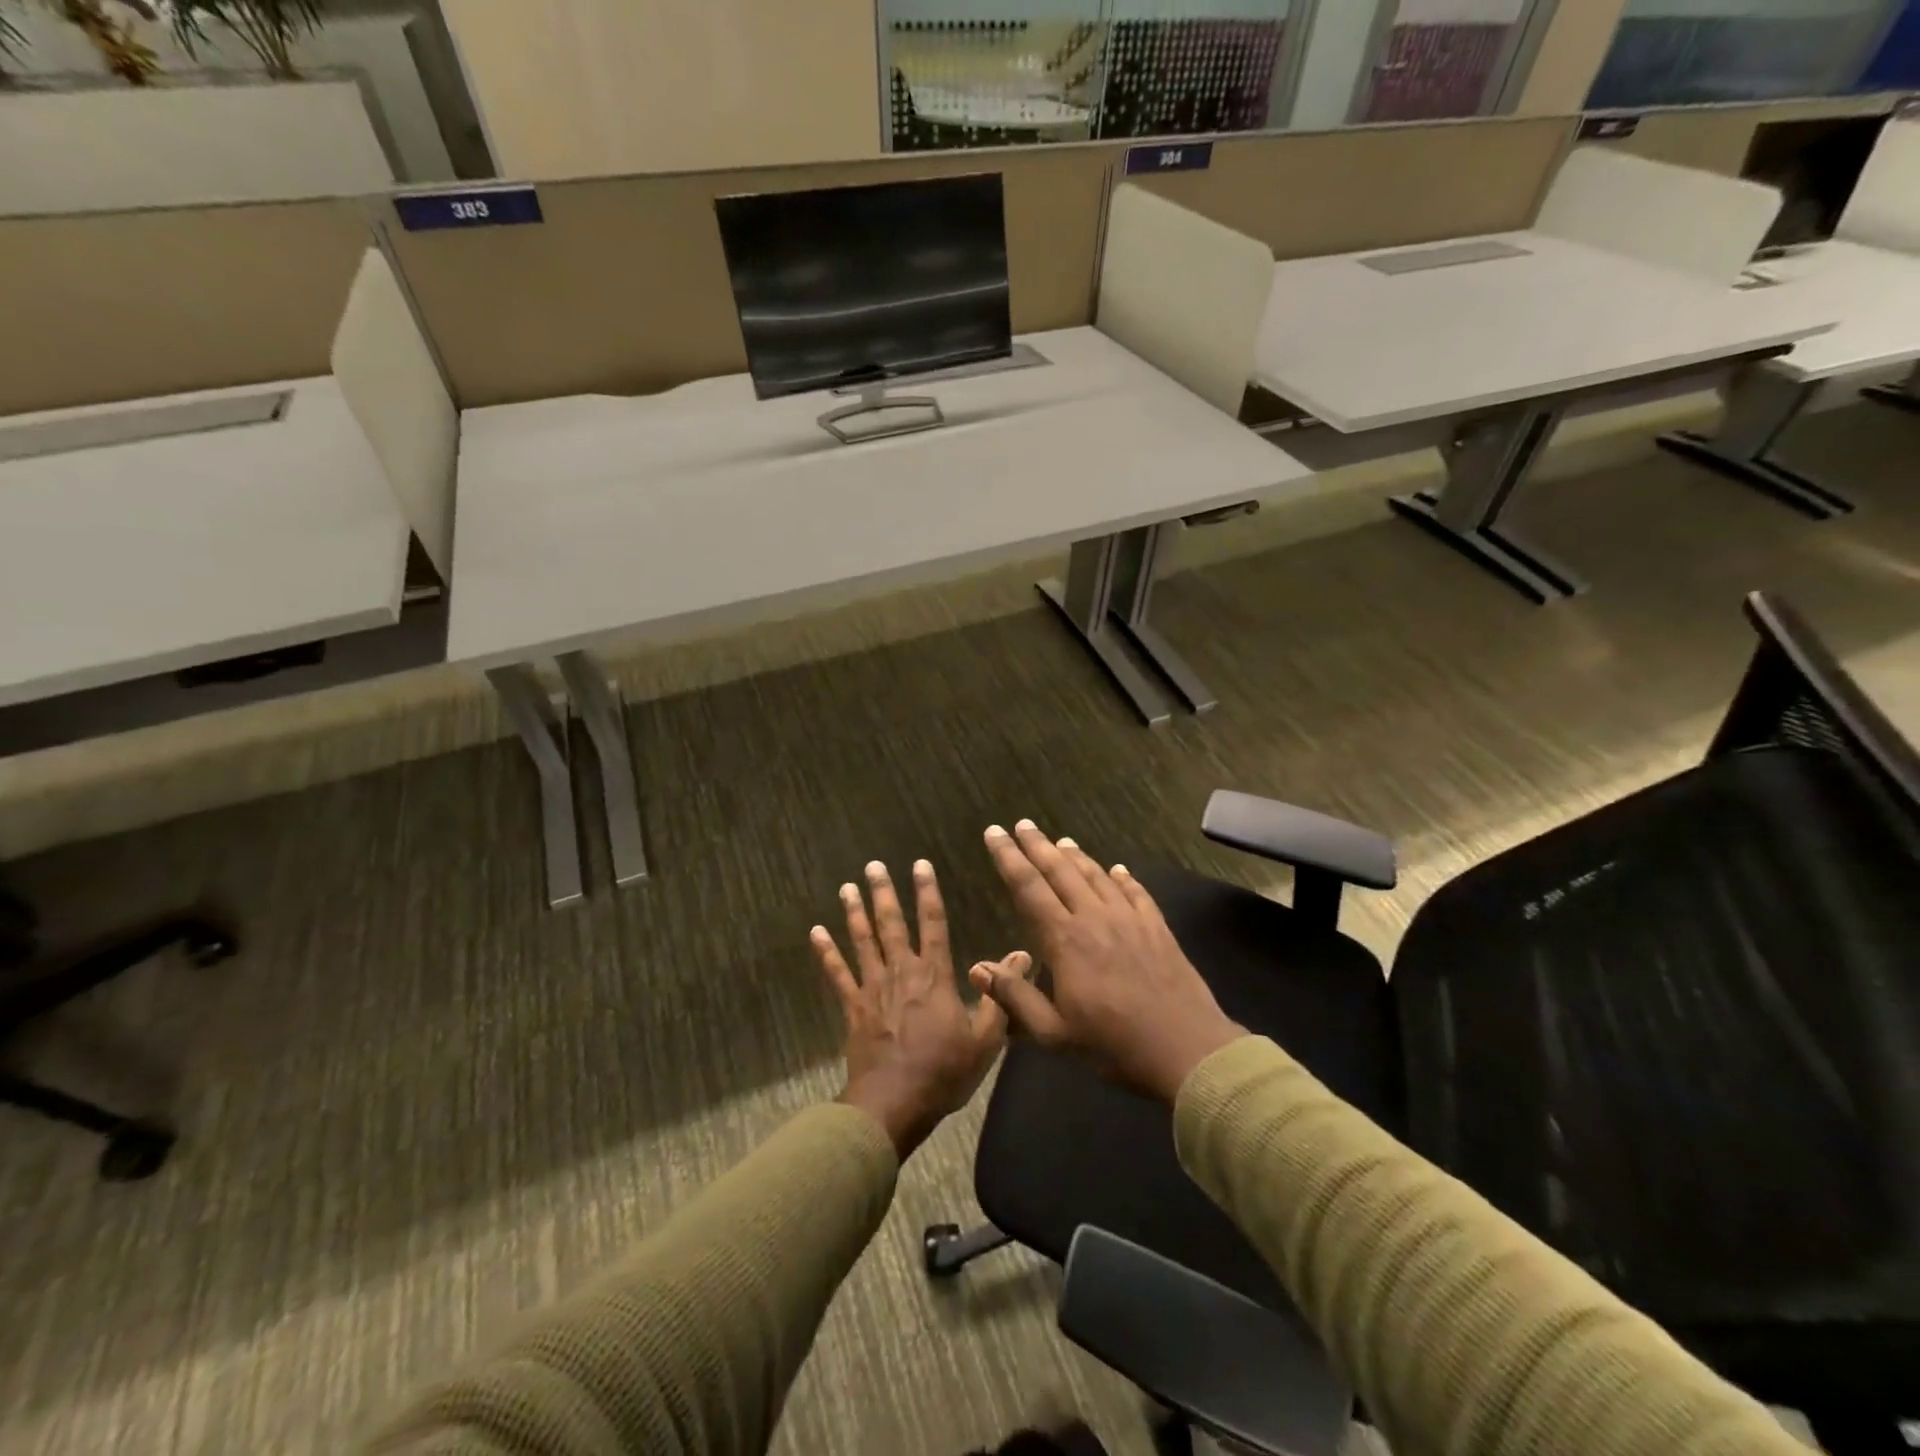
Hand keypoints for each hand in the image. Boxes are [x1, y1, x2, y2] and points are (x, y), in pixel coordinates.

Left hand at [813, 858, 1027, 1159]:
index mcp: (935, 976)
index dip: (927, 892)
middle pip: (892, 924)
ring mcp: (873, 988)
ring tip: (847, 886)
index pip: (933, 923)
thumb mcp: (986, 1039)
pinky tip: (816, 932)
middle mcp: (902, 972)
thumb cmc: (943, 1072)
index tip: (920, 864)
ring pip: (863, 941)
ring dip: (855, 912)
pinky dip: (826, 952)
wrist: (894, 1104)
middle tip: (874, 865)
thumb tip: (1023, 955)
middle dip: (884, 892)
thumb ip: (1003, 995)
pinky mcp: (853, 1007)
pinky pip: (837, 974)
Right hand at [971, 821, 1244, 1103]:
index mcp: (1064, 939)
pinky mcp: (1157, 928)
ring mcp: (1130, 919)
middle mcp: (1094, 917)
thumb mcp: (1054, 1033)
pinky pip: (1136, 892)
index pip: (1028, 887)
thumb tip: (977, 968)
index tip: (994, 833)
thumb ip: (1015, 997)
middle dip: (1037, 845)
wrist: (1187, 1049)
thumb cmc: (1114, 1045)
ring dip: (1075, 856)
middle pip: (1060, 871)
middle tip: (1022, 824)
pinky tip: (1118, 870)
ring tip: (1060, 841)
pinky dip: (1123, 878)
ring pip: (1096, 876)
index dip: (1008, 858)